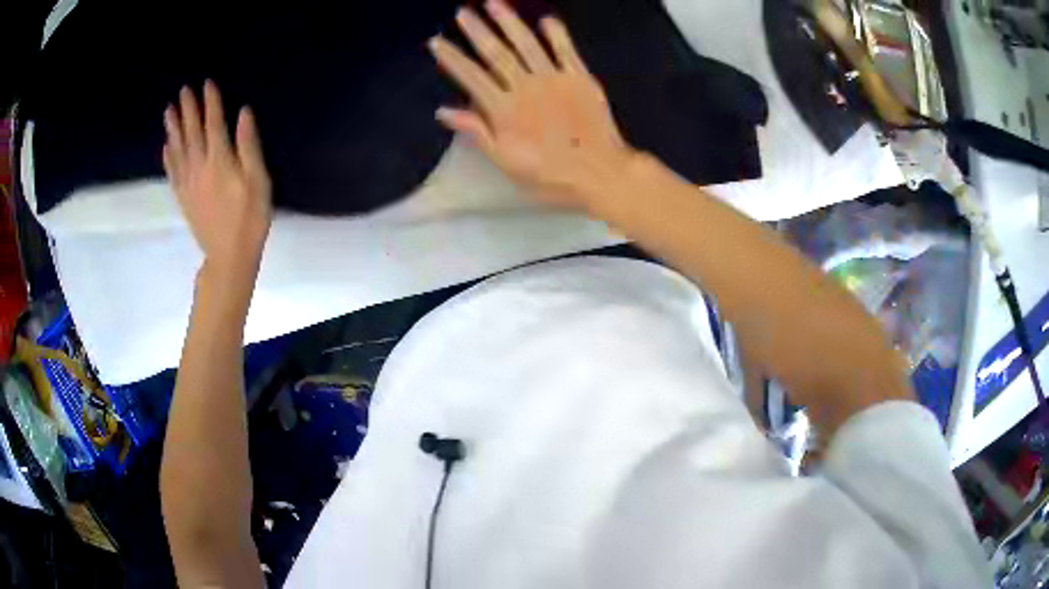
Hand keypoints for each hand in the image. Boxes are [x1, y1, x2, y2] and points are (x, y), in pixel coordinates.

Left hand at [163, 81, 271, 275]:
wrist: (228, 256)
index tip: (207, 83)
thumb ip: (249, 145)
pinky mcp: (183, 198)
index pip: (213, 123)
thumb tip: (243, 113)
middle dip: (188, 109)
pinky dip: (168, 158)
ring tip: (168, 111)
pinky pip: (172, 173)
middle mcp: (200, 166)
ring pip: (177, 149)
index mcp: (220, 159)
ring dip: (173, 128)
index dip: (210, 102)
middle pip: (192, 132)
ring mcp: (188, 183)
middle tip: (183, 91)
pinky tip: (165, 147)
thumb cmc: (250, 217)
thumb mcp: (259, 179)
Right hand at [429, 1, 637, 210]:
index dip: (452, 58)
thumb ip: (477, 132)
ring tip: (494, 3)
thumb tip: (444, 111)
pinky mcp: (580, 78)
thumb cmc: (550, 174)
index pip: (471, 77)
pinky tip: (546, 19)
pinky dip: (556, 34)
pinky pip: (566, 50)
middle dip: (477, 30)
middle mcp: (527, 86)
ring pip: (528, 43)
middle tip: (463, 12)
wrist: (600, 172)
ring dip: (510, 22)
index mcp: (505, 109)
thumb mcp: (506, 162)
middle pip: (497, 53)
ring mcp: (555, 79)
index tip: (437, 41)